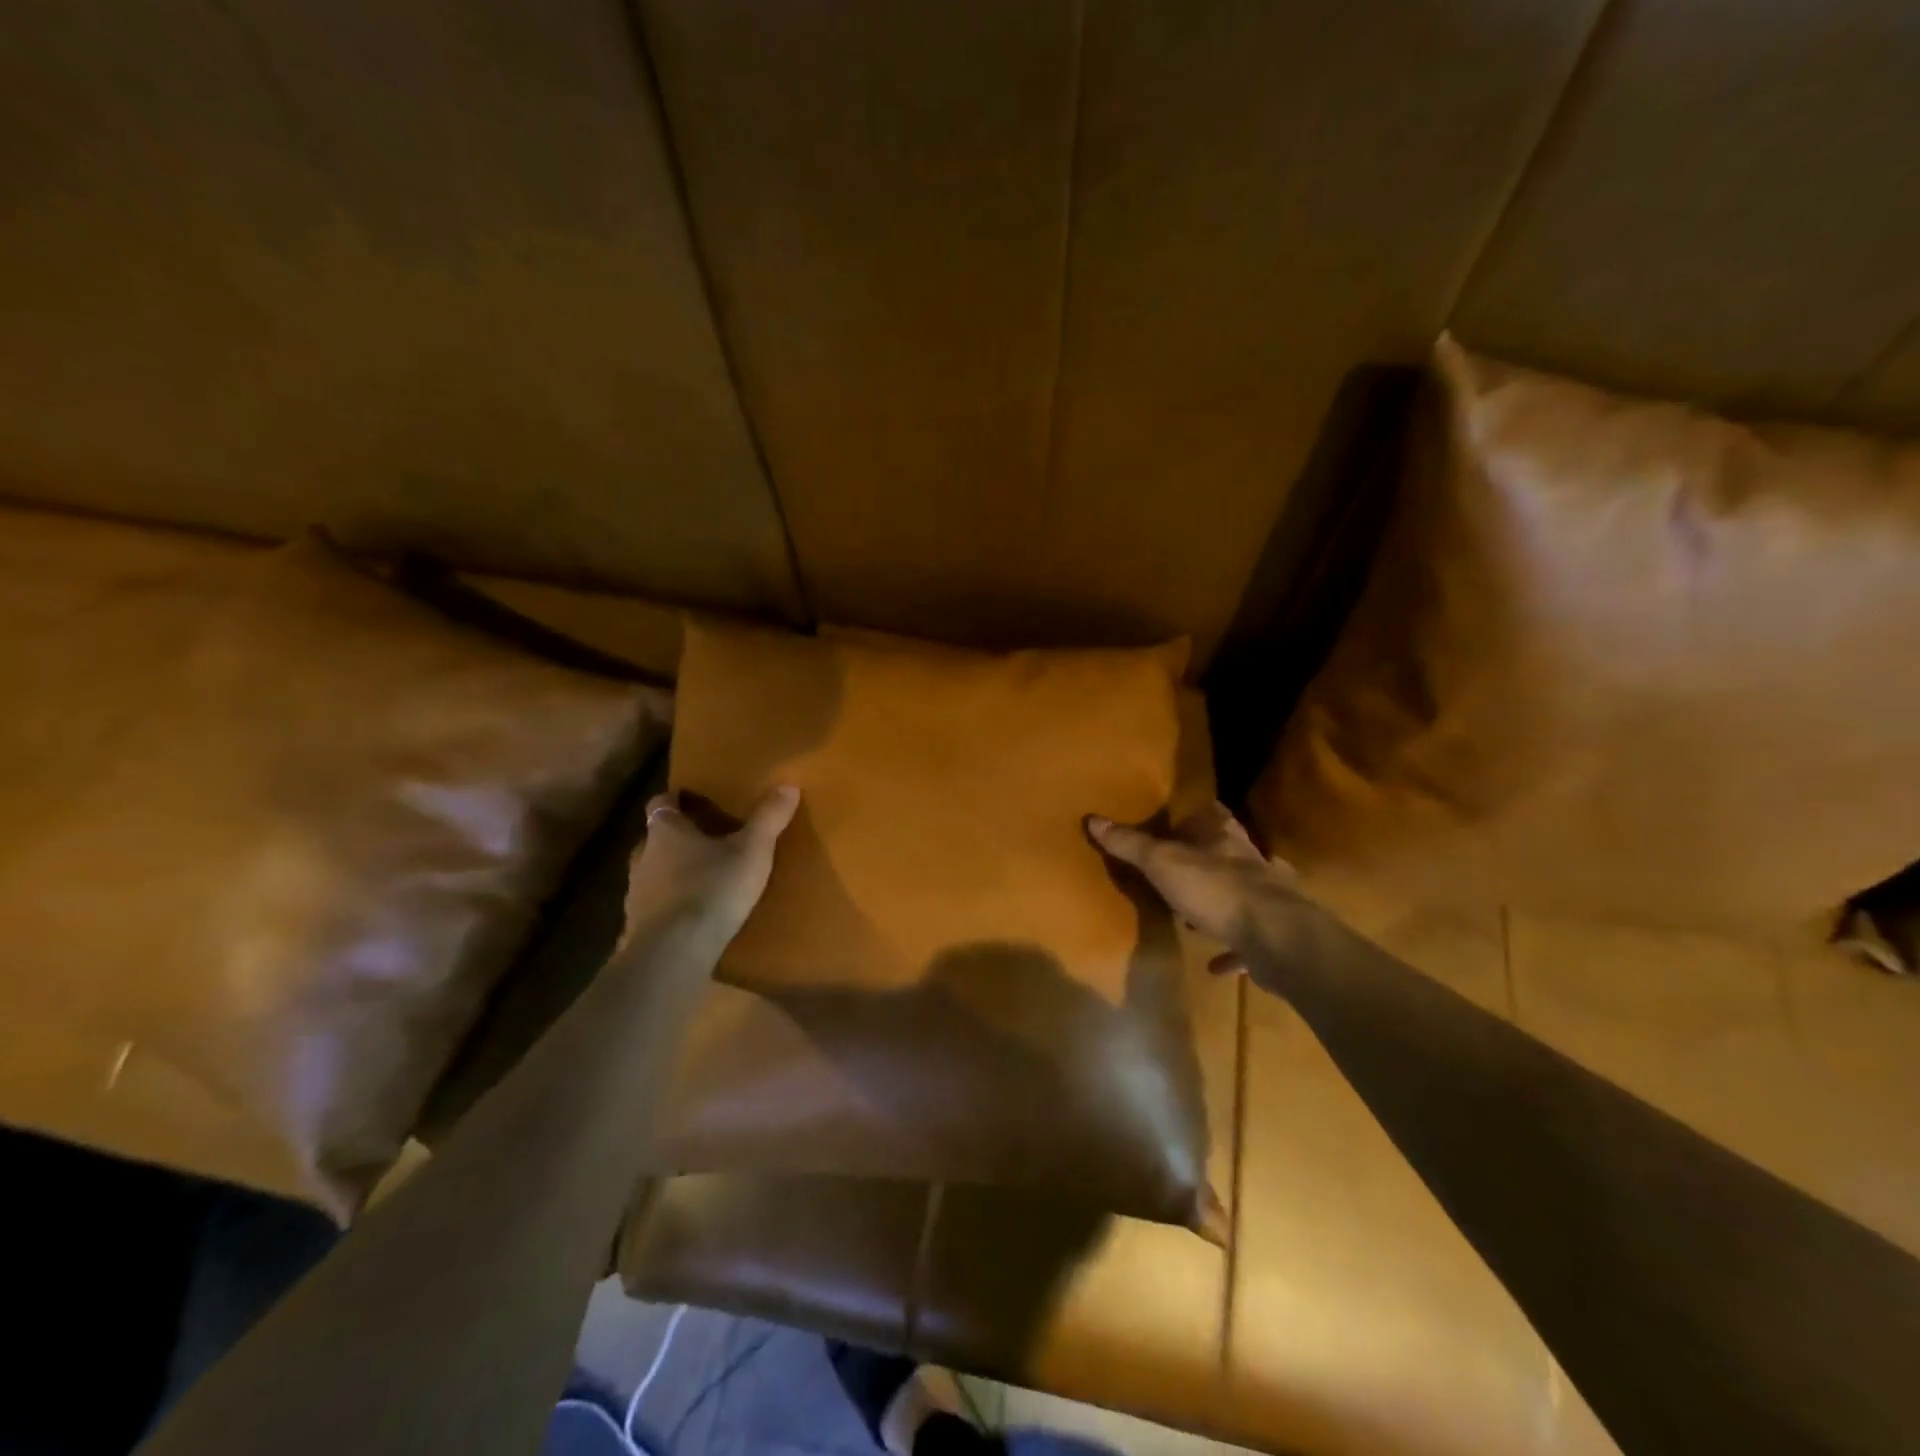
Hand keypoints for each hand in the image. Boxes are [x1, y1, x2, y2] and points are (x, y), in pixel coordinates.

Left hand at [622, 785, 799, 947]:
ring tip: (703, 878)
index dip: (675, 798)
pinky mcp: (637, 924)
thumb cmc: (713, 888)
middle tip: (707, 839)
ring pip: (653, 871)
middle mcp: (643, 855)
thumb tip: (788, 785)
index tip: (691, 799)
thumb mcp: (753, 850)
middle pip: (656, 837)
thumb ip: (769, 818)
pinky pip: (654, 905)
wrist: (675, 951)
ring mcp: (635, 892)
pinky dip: (670, 904)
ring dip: (672, 871)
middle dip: (678, 837)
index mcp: (666, 830)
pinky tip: (692, 914)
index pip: (661, 802)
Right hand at [1087, 801, 1299, 969]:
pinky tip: (1213, 965)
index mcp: (1224, 838)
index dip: (1195, 814)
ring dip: (1216, 903)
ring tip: (1190, 916)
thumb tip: (1093, 818)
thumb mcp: (1163, 863)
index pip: (1212, 813)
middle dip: (1204, 860)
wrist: (1277, 939)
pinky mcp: (1271, 936)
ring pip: (1237, 894)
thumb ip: (1130, 844)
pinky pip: (1245, 942)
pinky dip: (1229, 951)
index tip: (1176, 821)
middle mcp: (1248, 862)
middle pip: (1225, 852)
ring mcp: (1265, 899)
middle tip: (1176, 870)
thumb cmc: (1217, 890)